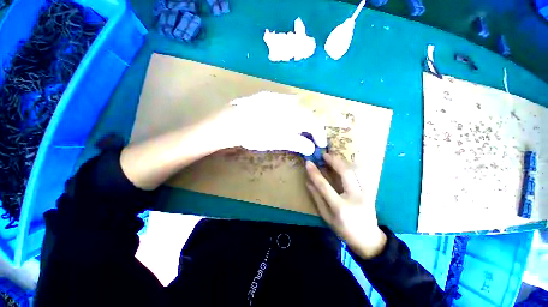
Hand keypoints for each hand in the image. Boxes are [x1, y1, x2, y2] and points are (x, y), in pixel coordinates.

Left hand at [219, 91, 326, 154]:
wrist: (231, 122)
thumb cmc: (255, 134)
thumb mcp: (278, 141)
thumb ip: (298, 143)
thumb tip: (312, 147)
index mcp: (294, 113)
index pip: (314, 123)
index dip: (320, 135)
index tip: (320, 145)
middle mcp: (289, 102)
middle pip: (308, 115)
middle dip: (311, 128)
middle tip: (309, 139)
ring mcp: (278, 98)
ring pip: (298, 110)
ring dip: (301, 122)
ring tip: (297, 132)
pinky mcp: (269, 97)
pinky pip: (287, 105)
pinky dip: (291, 116)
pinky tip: (284, 122)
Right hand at [305, 154, 386, 259]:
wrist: (368, 240)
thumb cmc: (343, 230)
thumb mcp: (326, 217)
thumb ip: (317, 198)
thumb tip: (308, 181)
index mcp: (340, 207)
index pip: (324, 186)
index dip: (315, 173)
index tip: (308, 163)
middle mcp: (355, 198)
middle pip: (345, 173)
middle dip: (334, 161)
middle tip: (325, 155)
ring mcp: (366, 194)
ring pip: (356, 171)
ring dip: (344, 162)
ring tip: (334, 157)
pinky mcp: (371, 192)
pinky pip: (361, 174)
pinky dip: (352, 166)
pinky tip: (345, 164)